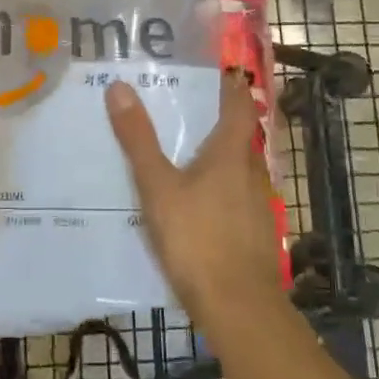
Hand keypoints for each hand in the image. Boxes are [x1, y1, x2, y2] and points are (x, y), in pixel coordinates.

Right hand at [105, 74, 287, 334]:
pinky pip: (239, 196)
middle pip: (242, 135)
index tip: (218, 71)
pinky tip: (199, 203)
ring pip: (241, 167)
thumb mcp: (158, 187)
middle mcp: (252, 171)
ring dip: (221, 155)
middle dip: (221, 119)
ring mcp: (259, 204)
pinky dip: (222, 188)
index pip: (240, 105)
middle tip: (188, 108)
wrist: (239, 307)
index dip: (231, 86)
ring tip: (187, 153)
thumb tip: (119, 86)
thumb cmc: (197, 239)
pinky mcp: (256, 232)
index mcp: (232, 153)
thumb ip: (138, 140)